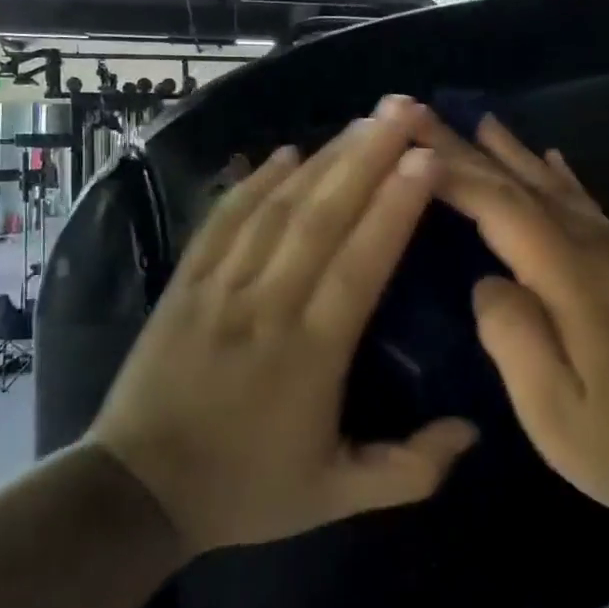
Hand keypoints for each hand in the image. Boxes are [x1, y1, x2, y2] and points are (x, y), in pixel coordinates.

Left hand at [88, 99, 477, 556]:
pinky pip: (224, 219)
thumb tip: (473, 432)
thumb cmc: (244, 490)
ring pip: (278, 207)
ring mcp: (220, 287)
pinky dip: (256, 181)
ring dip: (324, 158)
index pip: (361, 263)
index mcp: (310, 353)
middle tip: (404, 110)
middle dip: (368, 156)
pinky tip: (288, 152)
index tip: (428, 158)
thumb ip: (410, 471)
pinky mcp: (185, 282)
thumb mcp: (336, 497)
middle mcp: (267, 305)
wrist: (135, 494)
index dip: (395, 206)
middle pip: (323, 216)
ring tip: (363, 120)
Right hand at [416, 110, 608, 530]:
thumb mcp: (556, 411)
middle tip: (430, 116)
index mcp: (573, 278)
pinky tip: (555, 162)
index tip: (409, 145)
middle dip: (475, 151)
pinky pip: (592, 208)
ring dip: (518, 156)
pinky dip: (565, 180)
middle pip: (527, 187)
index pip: (502, 208)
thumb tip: (487, 281)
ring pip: (561, 190)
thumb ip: (513, 337)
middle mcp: (600, 251)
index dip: (454, 174)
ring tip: (485, 123)